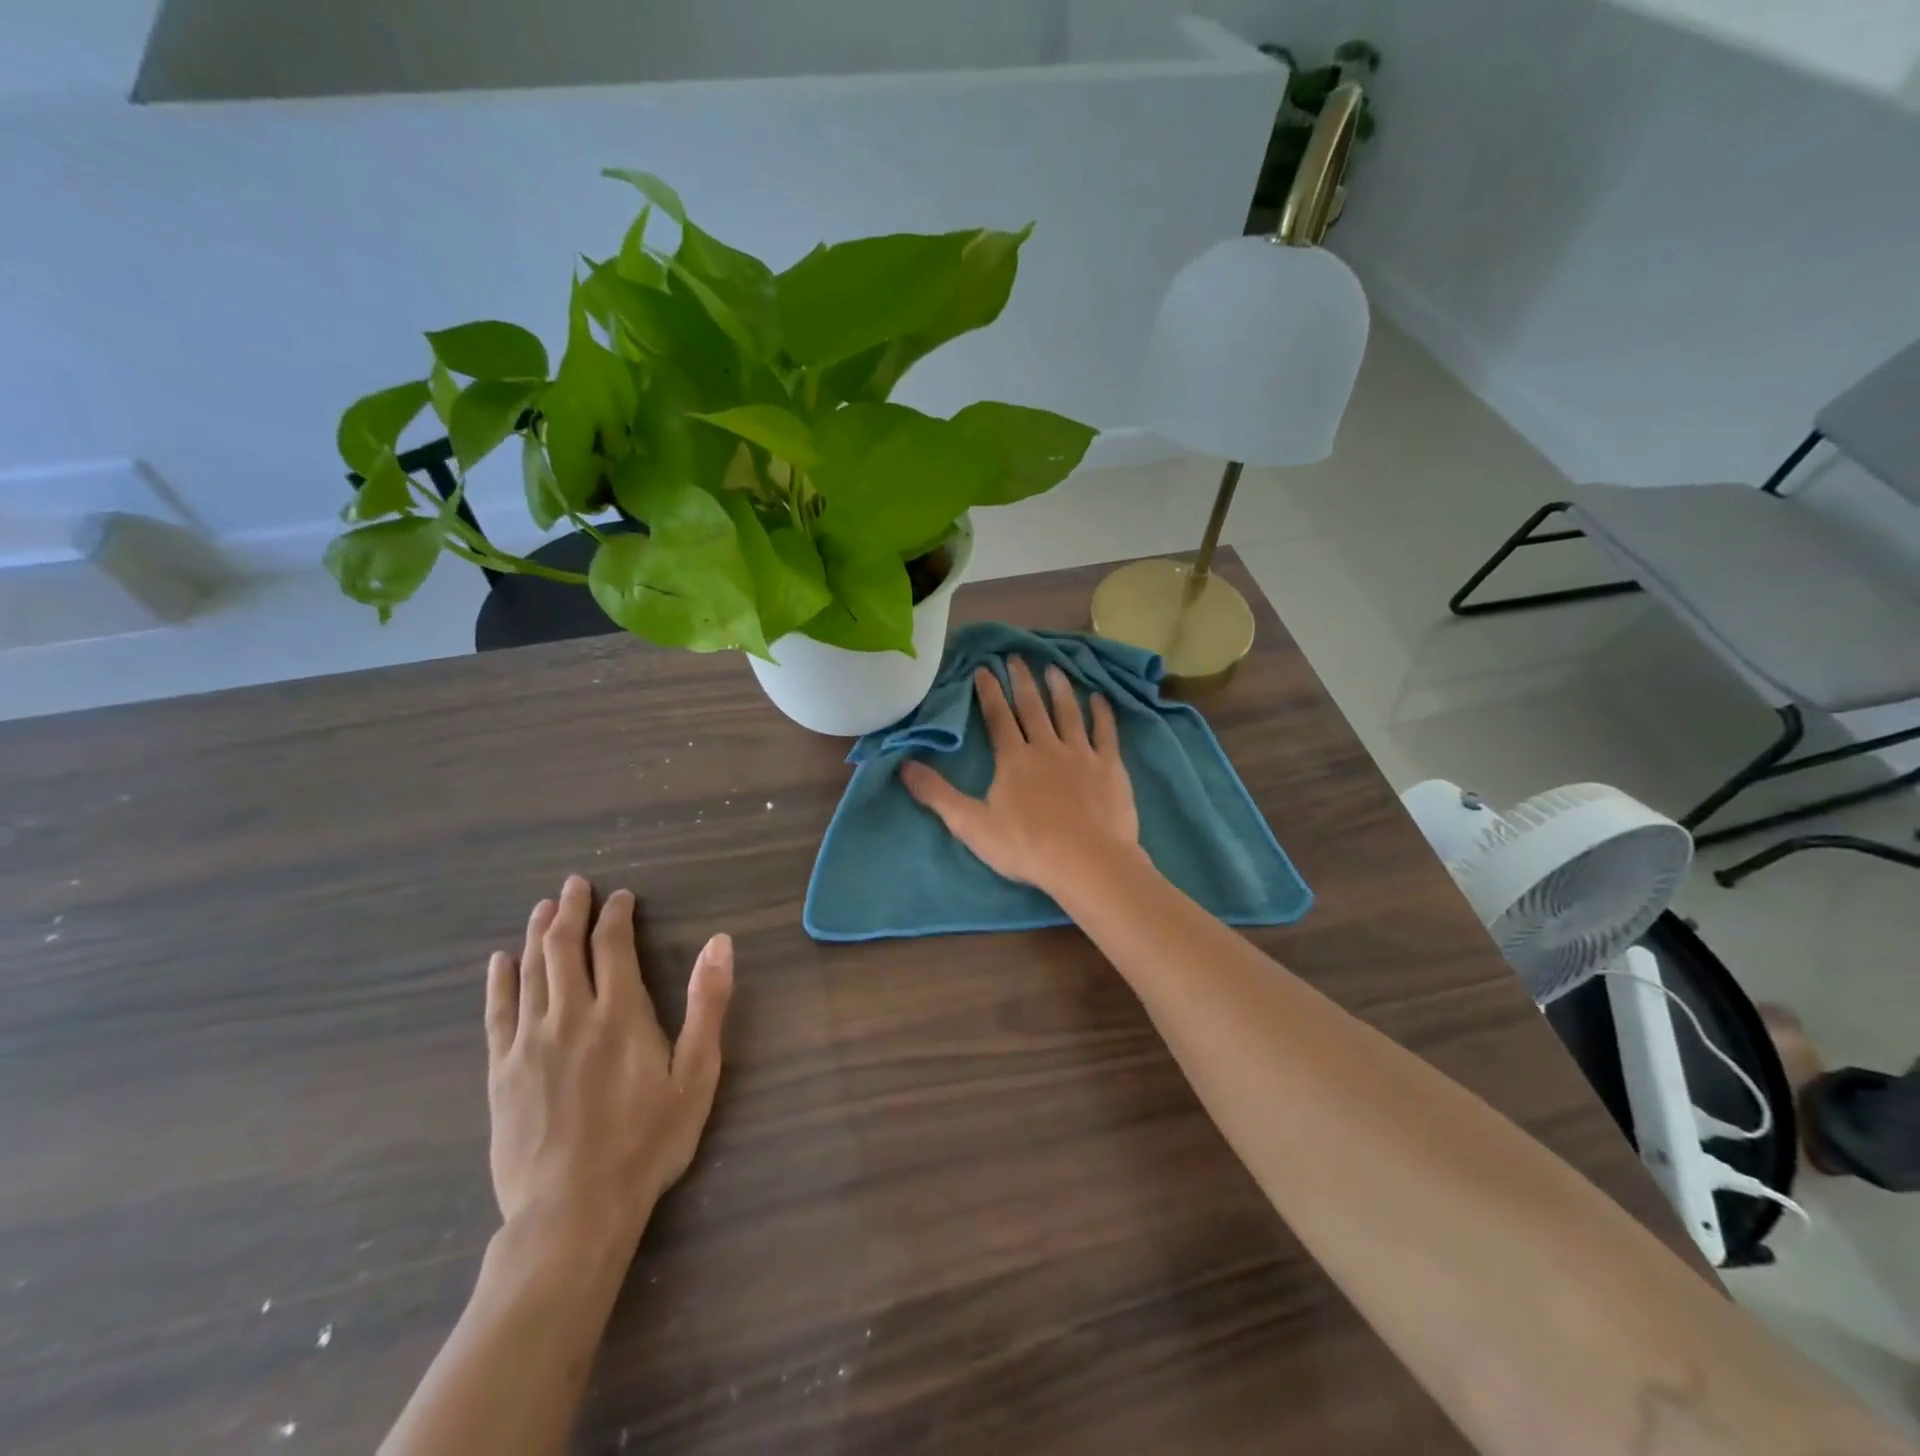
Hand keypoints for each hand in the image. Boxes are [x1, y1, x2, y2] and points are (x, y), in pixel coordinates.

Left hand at [485, 876, 733, 1261]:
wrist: (572, 1213)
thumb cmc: (647, 1142)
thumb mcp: (696, 1074)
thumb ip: (707, 1004)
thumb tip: (719, 943)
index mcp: (620, 1013)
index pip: (613, 945)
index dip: (616, 915)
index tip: (620, 896)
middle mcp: (570, 1015)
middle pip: (565, 947)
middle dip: (570, 910)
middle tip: (574, 884)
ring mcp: (530, 1042)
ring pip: (531, 971)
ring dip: (537, 934)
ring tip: (542, 908)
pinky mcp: (502, 1072)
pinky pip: (498, 1013)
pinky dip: (500, 981)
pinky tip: (500, 961)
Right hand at [901, 658, 1140, 895]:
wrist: (1086, 861)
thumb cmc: (1026, 846)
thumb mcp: (971, 824)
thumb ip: (937, 794)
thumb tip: (902, 766)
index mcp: (1014, 759)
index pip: (998, 717)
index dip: (990, 692)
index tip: (984, 668)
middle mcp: (1047, 747)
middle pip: (1032, 707)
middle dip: (1022, 681)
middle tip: (1017, 656)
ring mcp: (1081, 754)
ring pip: (1069, 713)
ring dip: (1060, 689)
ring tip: (1053, 668)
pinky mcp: (1110, 767)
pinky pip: (1106, 733)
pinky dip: (1102, 713)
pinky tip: (1100, 698)